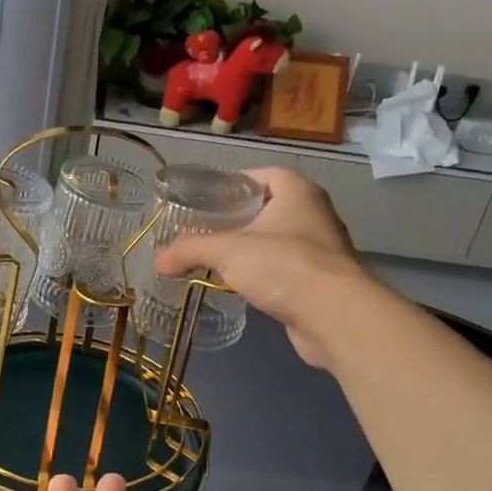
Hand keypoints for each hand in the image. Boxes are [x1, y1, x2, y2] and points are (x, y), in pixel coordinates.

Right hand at [153, 166, 368, 369]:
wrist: (333, 316)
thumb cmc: (283, 266)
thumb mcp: (228, 251)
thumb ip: (190, 249)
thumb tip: (157, 260)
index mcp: (298, 192)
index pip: (264, 174)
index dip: (236, 182)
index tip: (208, 197)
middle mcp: (315, 213)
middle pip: (270, 207)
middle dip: (239, 217)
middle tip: (205, 227)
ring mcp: (321, 249)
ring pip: (278, 240)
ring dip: (252, 247)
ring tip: (218, 257)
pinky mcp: (321, 281)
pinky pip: (285, 269)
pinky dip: (264, 273)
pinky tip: (242, 285)